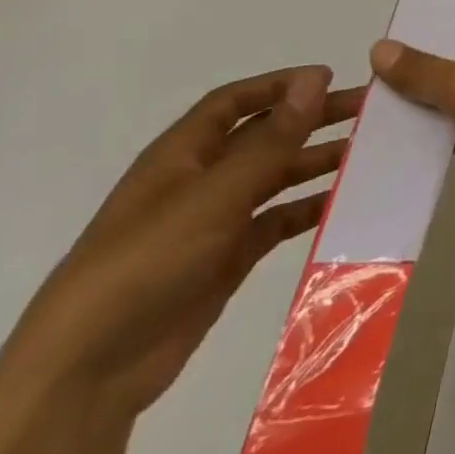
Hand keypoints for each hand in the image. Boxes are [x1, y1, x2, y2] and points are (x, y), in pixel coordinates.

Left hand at [0, 65, 362, 429]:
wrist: (85, 375)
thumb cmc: (146, 263)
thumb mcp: (214, 195)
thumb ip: (271, 139)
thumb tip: (315, 79)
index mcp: (182, 154)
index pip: (234, 102)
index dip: (281, 85)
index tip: (333, 78)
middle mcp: (199, 181)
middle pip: (264, 137)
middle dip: (312, 121)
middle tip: (369, 113)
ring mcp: (212, 223)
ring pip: (275, 179)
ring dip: (317, 163)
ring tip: (367, 155)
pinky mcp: (225, 262)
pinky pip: (276, 223)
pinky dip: (308, 211)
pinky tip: (343, 205)